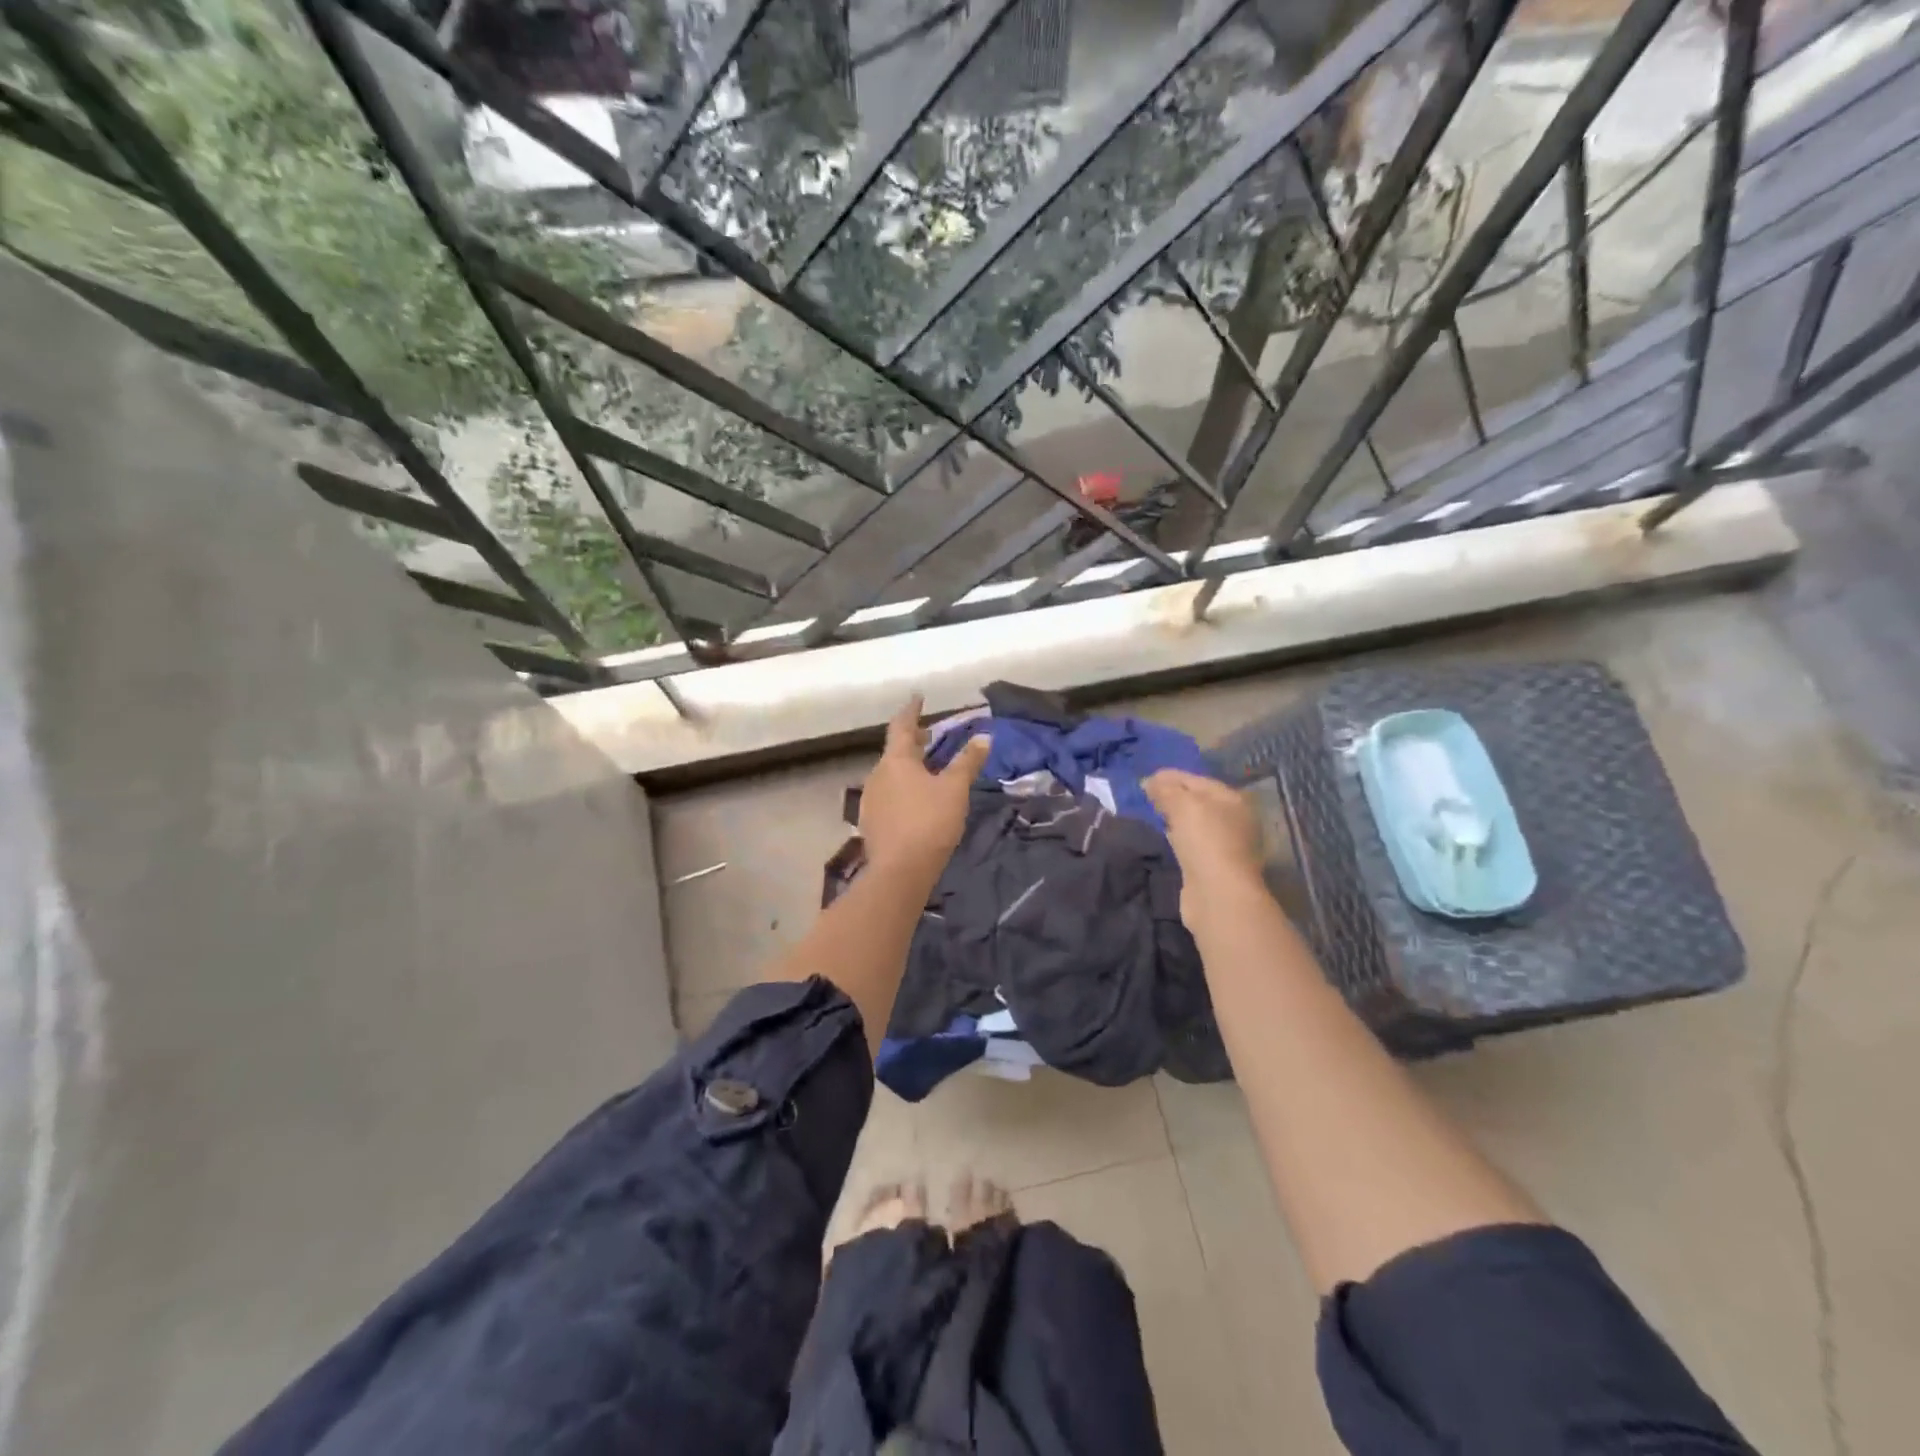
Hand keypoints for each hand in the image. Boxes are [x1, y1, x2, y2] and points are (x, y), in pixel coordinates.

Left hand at [860, 695, 990, 879]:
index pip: (902, 726)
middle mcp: (877, 775)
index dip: (911, 711)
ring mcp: (871, 800)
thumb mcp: (955, 789)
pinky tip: (915, 800)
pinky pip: (889, 795)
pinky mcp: (872, 822)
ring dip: (908, 767)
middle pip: (895, 751)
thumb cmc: (929, 822)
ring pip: (891, 774)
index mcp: (895, 760)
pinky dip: (903, 788)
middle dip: (912, 742)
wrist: (900, 871)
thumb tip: (984, 737)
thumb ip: (968, 762)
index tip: (918, 698)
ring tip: (927, 769)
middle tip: (929, 736)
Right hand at [1144, 770, 1264, 888]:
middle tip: (1144, 795)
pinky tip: (1161, 836)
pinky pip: (1190, 843)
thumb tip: (1149, 780)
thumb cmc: (1205, 840)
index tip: (1144, 779)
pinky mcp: (1211, 866)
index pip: (1197, 780)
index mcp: (1232, 799)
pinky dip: (1175, 836)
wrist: (1217, 894)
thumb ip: (1165, 789)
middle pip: (1197, 801)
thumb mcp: (1182, 805)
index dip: (1170, 777)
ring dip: (1173, 817)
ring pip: (1193, 823)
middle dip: (1172, 796)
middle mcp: (1233, 820)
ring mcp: (1224, 845)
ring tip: (1149, 813)